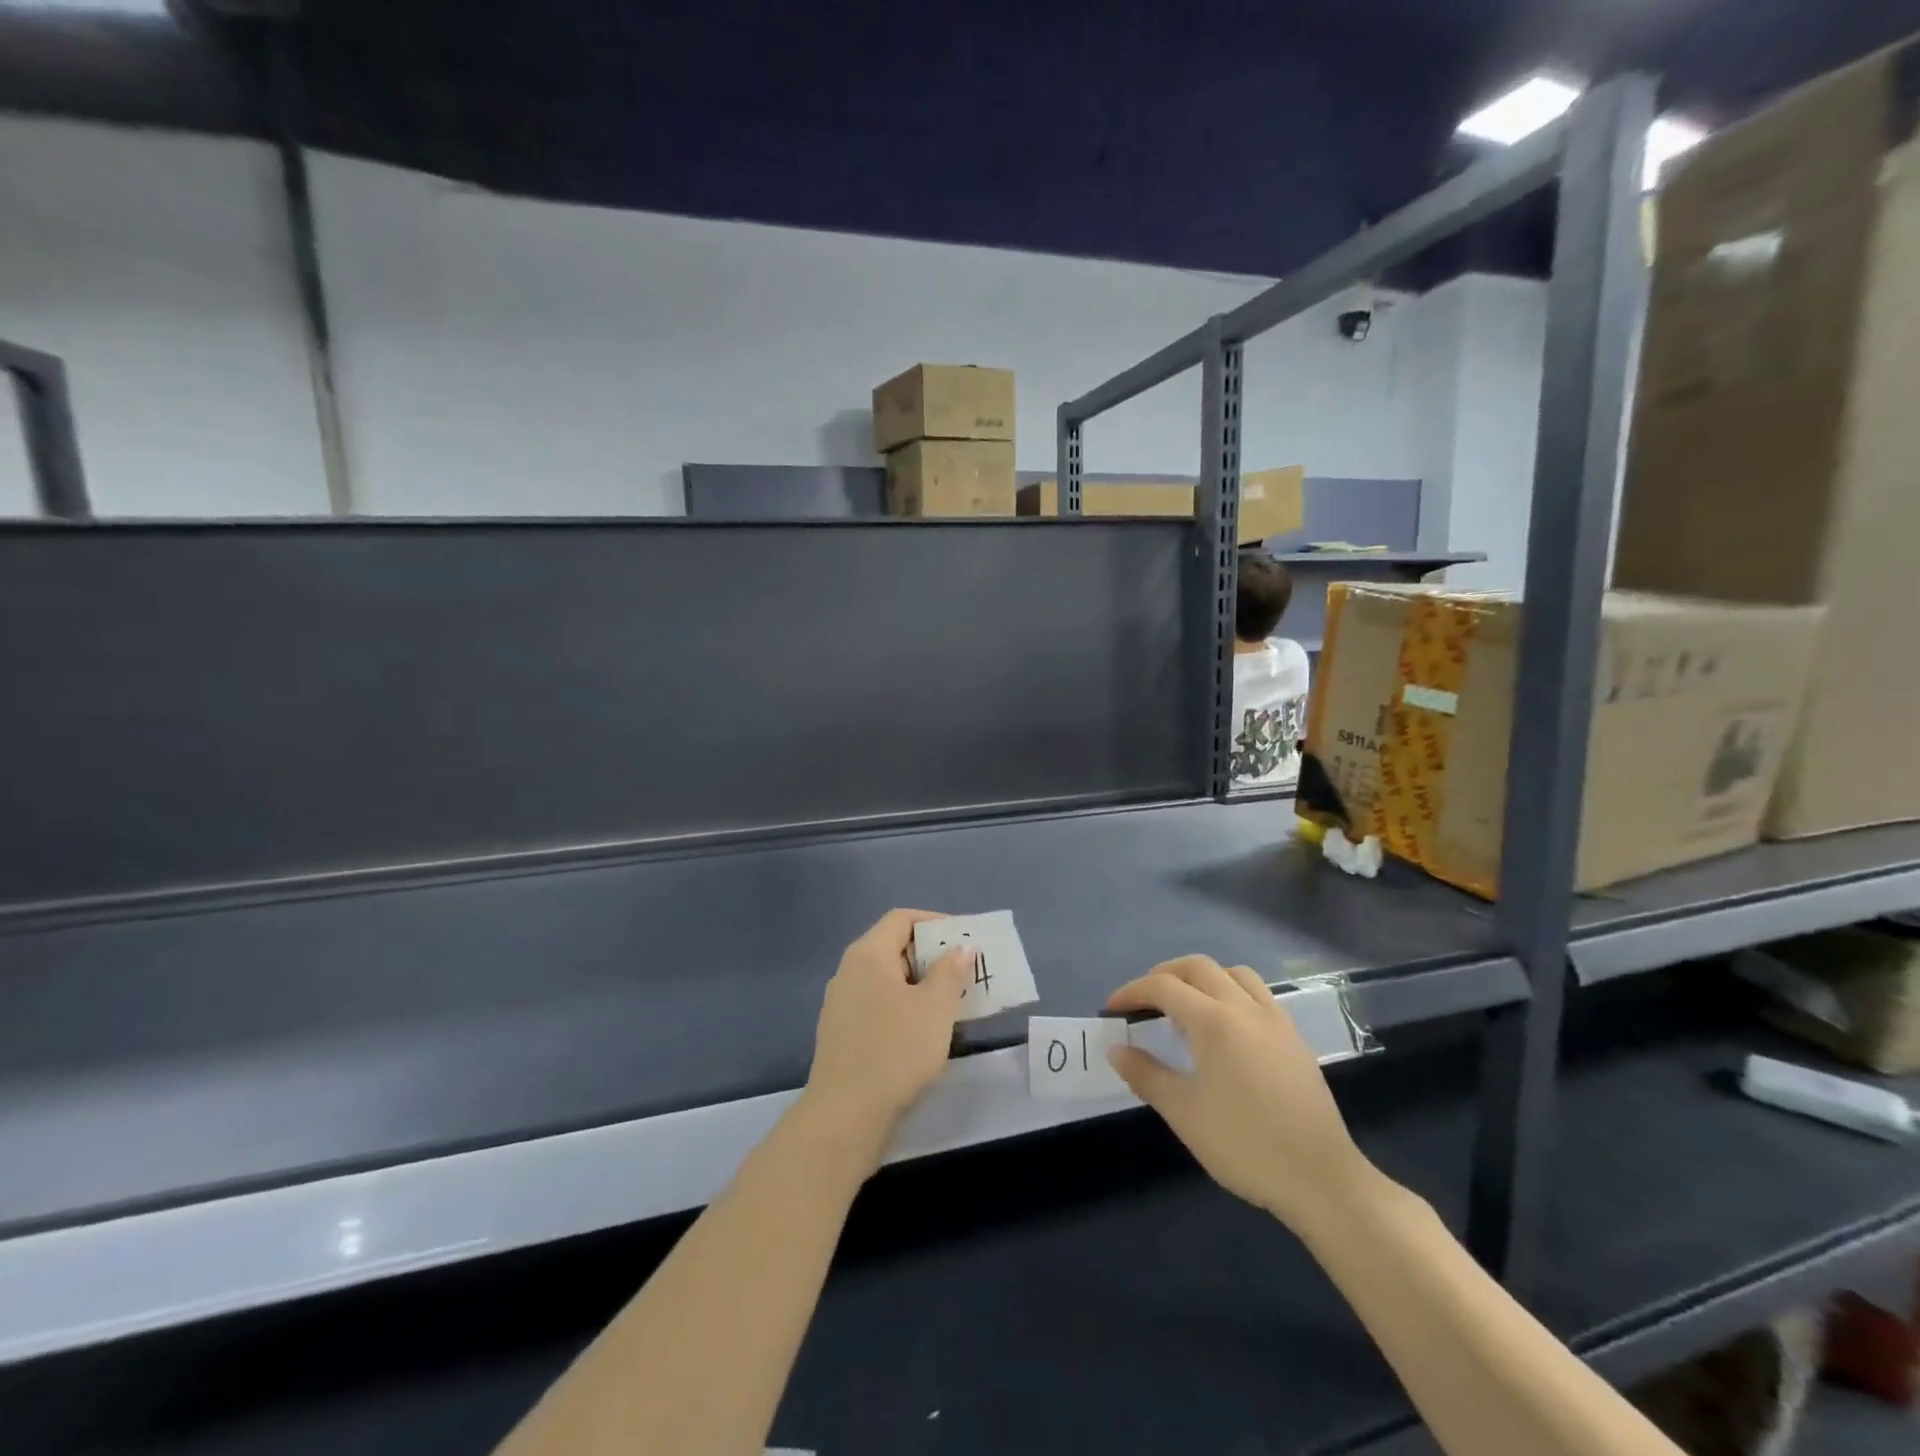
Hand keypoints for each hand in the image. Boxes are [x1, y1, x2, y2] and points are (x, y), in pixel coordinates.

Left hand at [801, 909, 974, 1162]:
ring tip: (952, 1003)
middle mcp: (849, 971)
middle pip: (894, 947)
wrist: (845, 1116)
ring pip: (887, 980)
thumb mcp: (935, 1008)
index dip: (936, 922)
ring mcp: (841, 1004)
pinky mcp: (842, 1034)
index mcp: (868, 955)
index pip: (902, 919)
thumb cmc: (895, 1051)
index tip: (964, 941)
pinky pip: (878, 1005)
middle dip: (932, 956)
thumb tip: (960, 948)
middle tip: (965, 974)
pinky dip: (904, 1007)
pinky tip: (924, 1033)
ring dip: (920, 985)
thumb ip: (950, 972)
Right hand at [1106, 956, 1372, 1233]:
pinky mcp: (1294, 1037)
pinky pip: (1257, 993)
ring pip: (1233, 973)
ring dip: (1202, 977)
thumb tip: (1117, 1049)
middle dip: (1164, 975)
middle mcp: (1244, 1008)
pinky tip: (1225, 1025)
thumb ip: (1146, 1075)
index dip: (1132, 991)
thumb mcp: (1185, 1114)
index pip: (1163, 987)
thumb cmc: (1246, 1146)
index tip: (1113, 1008)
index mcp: (1214, 1022)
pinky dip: (1231, 991)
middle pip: (1198, 967)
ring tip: (1185, 1004)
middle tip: (1144, 1001)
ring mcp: (1275, 1019)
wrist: (1322, 1180)